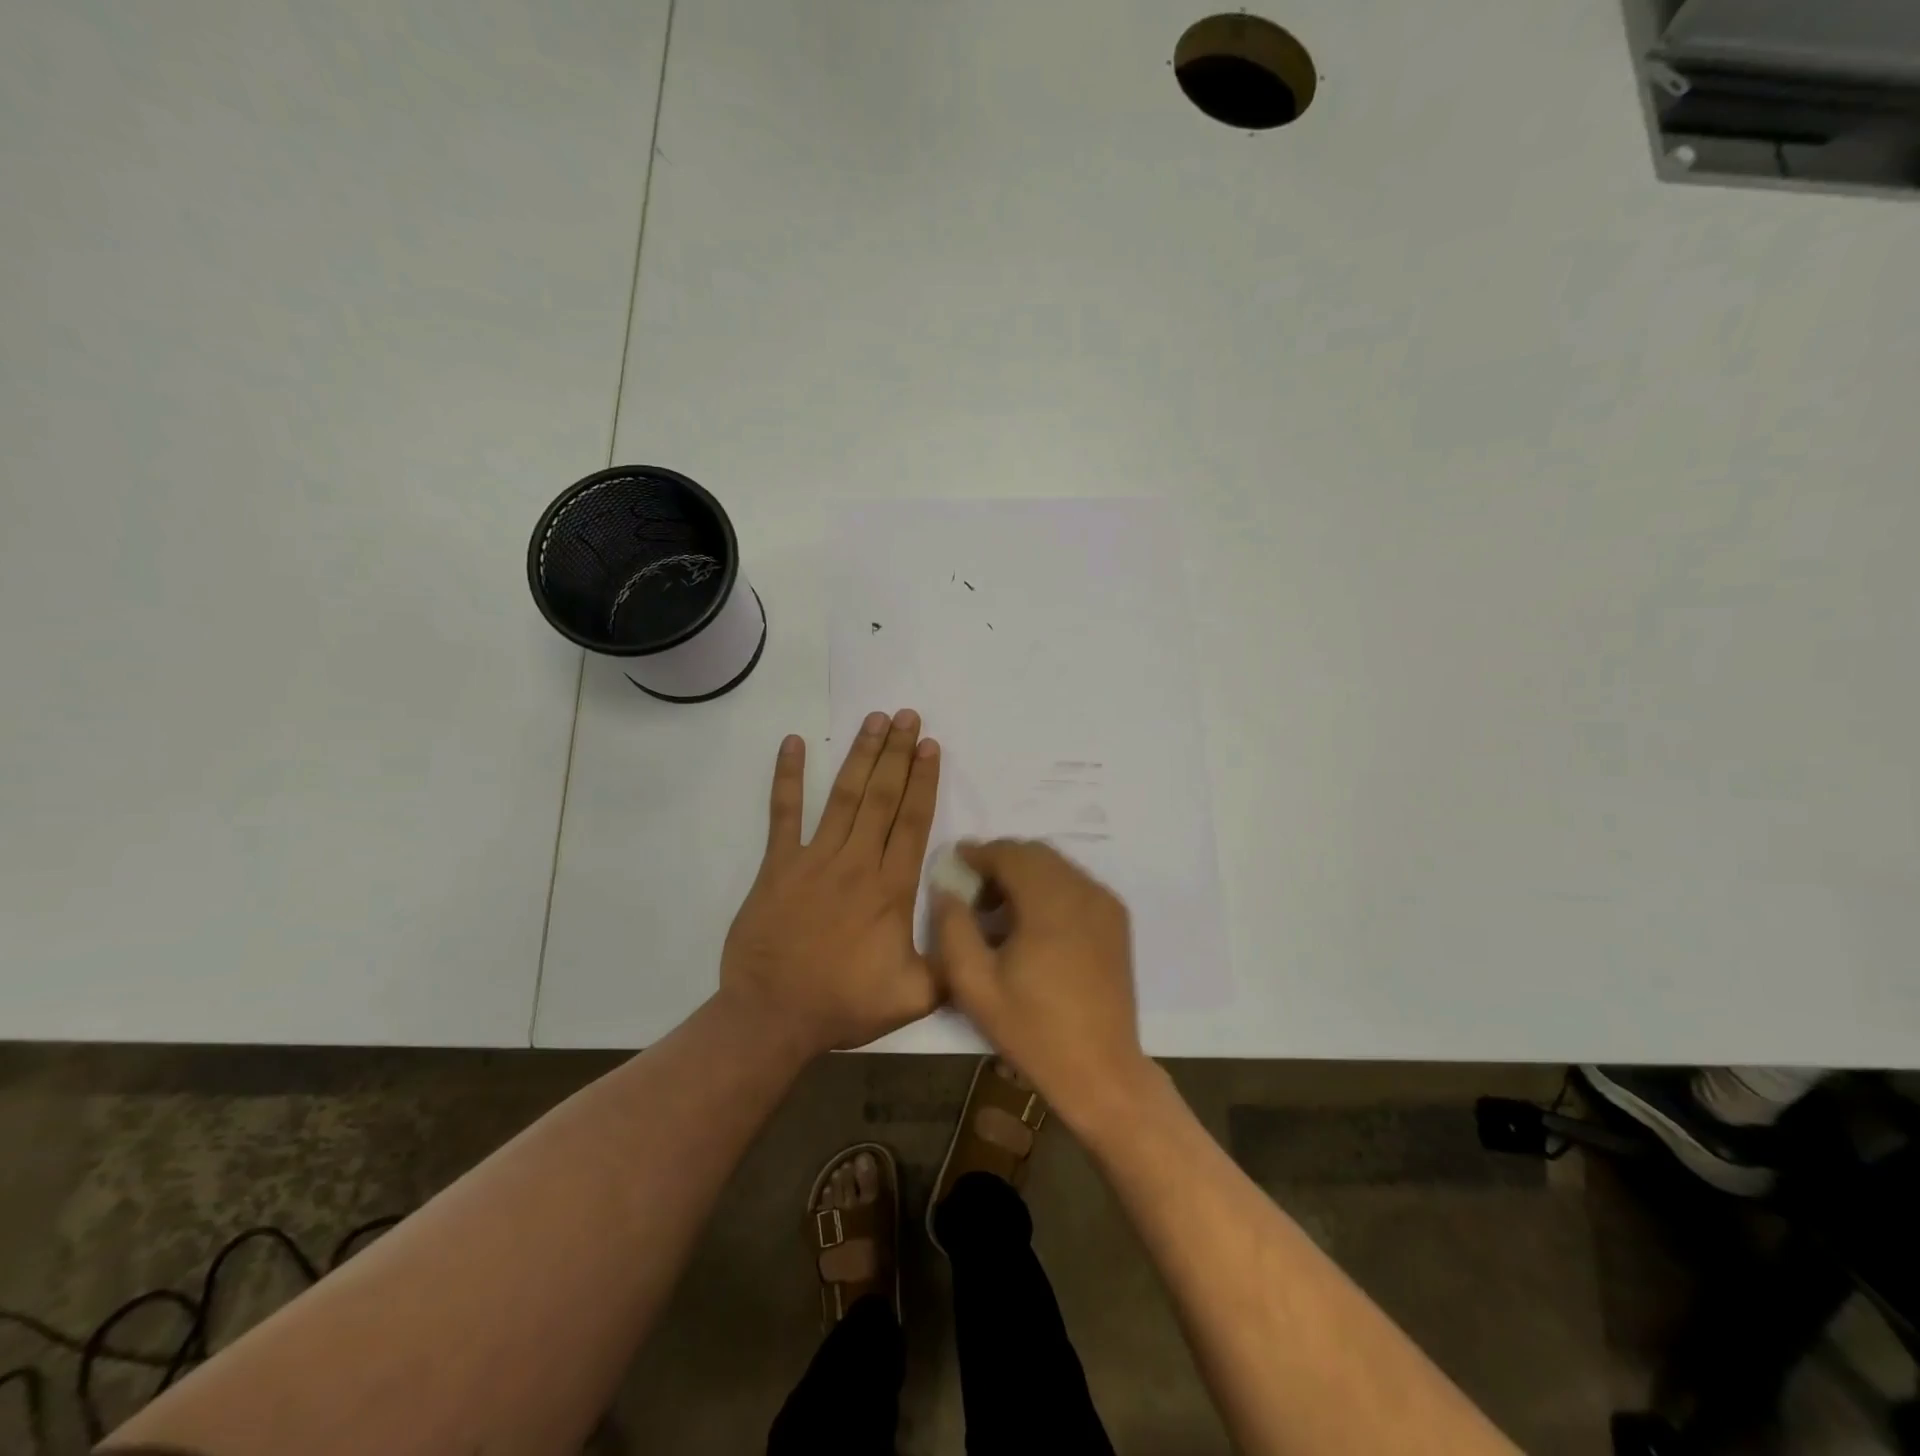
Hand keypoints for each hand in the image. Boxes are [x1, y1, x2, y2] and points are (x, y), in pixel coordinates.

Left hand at [719, 710, 941, 1057]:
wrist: (772, 1016)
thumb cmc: (844, 1004)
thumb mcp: (915, 997)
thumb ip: (953, 965)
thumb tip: (983, 934)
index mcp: (891, 888)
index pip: (913, 821)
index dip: (923, 780)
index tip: (930, 746)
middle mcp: (856, 862)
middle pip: (883, 797)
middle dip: (898, 753)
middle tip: (908, 716)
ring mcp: (814, 859)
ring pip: (844, 796)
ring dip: (861, 755)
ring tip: (875, 720)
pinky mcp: (778, 865)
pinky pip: (783, 813)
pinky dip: (788, 777)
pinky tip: (794, 744)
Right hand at [931, 839, 1154, 1131]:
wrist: (1101, 1071)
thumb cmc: (1033, 1030)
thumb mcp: (975, 985)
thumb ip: (953, 928)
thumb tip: (947, 890)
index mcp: (1050, 902)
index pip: (1010, 854)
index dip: (978, 853)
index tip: (954, 863)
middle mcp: (1083, 891)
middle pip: (1036, 853)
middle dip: (1001, 861)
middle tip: (973, 890)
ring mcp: (1105, 904)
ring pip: (1057, 866)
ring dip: (1025, 874)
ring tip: (999, 910)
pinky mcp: (1117, 920)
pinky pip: (1076, 884)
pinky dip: (1049, 887)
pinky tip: (1032, 923)